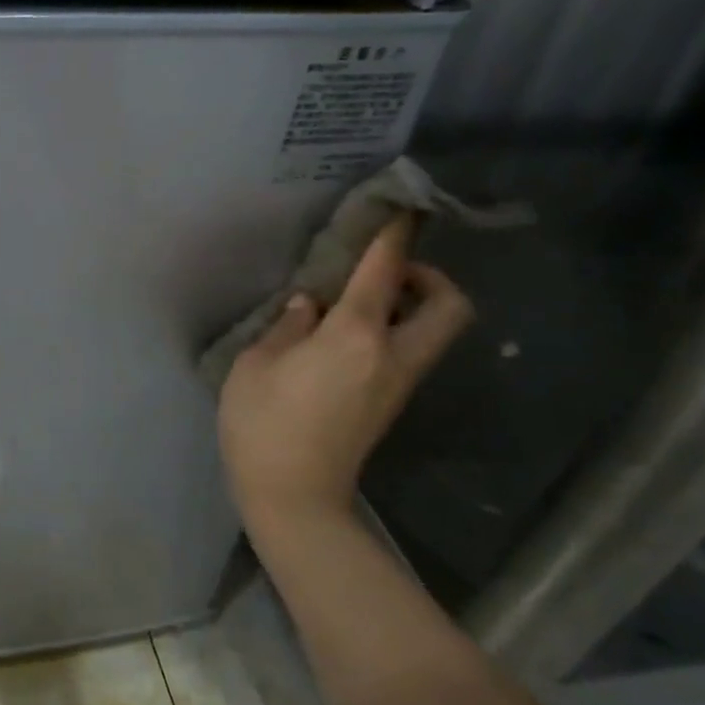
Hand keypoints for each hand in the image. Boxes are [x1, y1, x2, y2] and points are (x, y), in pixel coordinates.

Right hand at [219, 217, 470, 534]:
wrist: (294, 497)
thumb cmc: (264, 425)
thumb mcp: (256, 365)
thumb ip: (286, 326)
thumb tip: (309, 306)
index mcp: (355, 336)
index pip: (385, 271)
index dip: (394, 234)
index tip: (400, 207)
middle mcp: (392, 354)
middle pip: (448, 306)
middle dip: (430, 276)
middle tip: (387, 270)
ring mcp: (397, 383)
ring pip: (433, 331)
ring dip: (412, 304)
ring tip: (360, 299)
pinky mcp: (389, 404)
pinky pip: (409, 351)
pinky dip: (394, 329)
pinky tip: (345, 334)